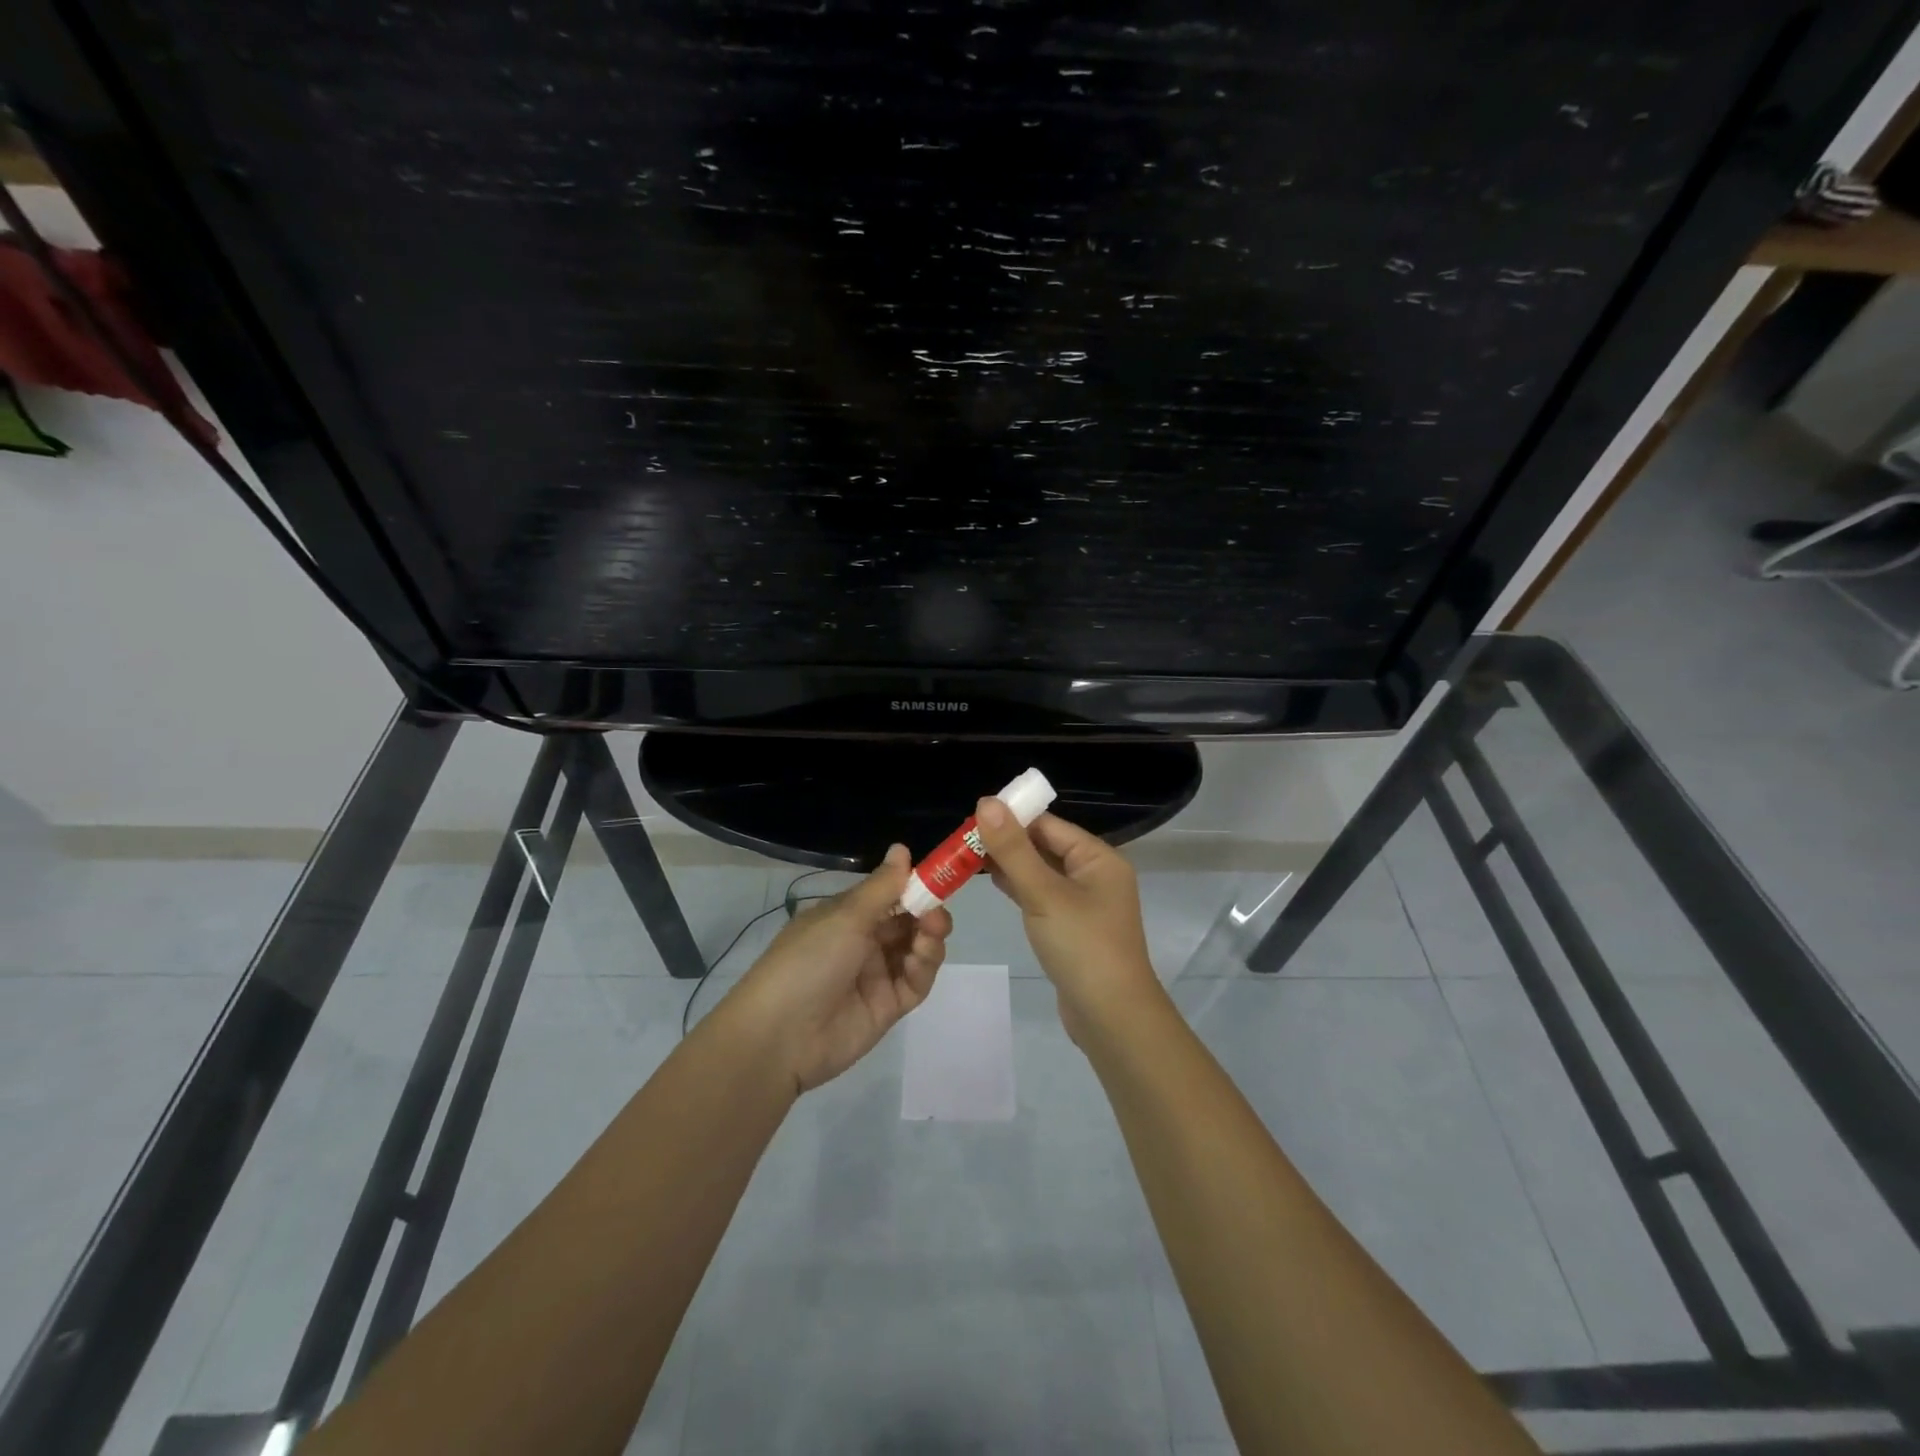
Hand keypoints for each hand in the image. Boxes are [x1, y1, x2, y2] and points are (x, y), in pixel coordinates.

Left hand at [724, 845, 952, 1092]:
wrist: (780, 1036)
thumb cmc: (809, 961)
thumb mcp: (845, 916)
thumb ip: (882, 886)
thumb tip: (902, 847)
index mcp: (846, 916)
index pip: (889, 895)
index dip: (914, 886)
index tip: (937, 878)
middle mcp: (863, 942)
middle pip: (908, 921)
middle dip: (927, 912)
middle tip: (936, 913)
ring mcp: (876, 975)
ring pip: (916, 950)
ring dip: (929, 938)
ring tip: (931, 933)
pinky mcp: (888, 1007)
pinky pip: (915, 982)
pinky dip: (924, 967)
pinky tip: (921, 958)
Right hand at [973, 800, 1164, 1042]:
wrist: (1111, 1017)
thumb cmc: (1082, 946)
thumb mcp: (1044, 893)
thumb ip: (1014, 849)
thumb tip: (987, 802)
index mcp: (1098, 858)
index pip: (1049, 825)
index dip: (1012, 818)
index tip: (972, 817)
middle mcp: (1096, 874)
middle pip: (1045, 846)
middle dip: (1007, 841)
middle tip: (963, 839)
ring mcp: (1085, 903)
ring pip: (1042, 872)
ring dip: (1010, 864)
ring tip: (968, 857)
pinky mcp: (1073, 927)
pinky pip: (1043, 896)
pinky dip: (1019, 887)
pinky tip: (992, 882)